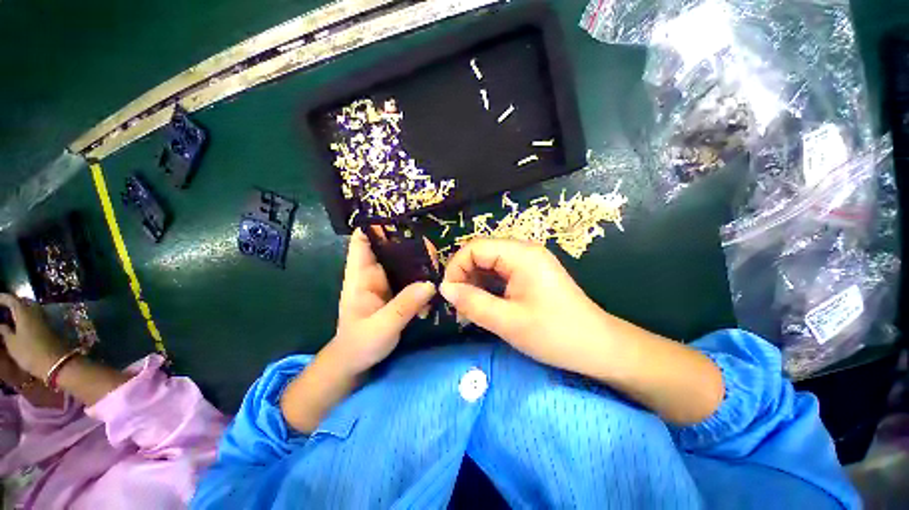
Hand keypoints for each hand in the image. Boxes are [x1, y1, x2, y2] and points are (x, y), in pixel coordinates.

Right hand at [0, 294, 68, 378]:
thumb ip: (5, 331)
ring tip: (11, 315)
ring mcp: (45, 319)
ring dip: (22, 309)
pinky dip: (28, 316)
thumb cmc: (30, 353)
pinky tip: (22, 323)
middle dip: (14, 302)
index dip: (3, 298)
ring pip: (32, 308)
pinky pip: (37, 316)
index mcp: (24, 312)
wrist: (56, 362)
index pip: (12, 300)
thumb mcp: (12, 343)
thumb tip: (1, 324)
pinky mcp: (50, 326)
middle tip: (4, 307)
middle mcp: (36, 312)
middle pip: (24, 302)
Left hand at [331, 229, 436, 373]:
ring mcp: (387, 282)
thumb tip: (431, 283)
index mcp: (361, 276)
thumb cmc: (360, 344)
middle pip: (389, 247)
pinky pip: (411, 276)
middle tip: (430, 243)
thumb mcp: (382, 326)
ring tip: (437, 257)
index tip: (399, 217)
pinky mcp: (397, 292)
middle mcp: (374, 273)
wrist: (357, 364)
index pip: (362, 240)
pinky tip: (435, 276)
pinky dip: (422, 274)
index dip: (375, 225)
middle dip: (408, 241)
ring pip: (403, 261)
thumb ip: (405, 305)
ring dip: (418, 258)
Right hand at [440, 239, 608, 373]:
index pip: (475, 247)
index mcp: (521, 255)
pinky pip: (501, 273)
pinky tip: (484, 304)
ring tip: (468, 307)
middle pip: (482, 253)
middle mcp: (524, 251)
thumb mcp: (507, 321)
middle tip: (458, 304)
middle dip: (465, 275)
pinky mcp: (531, 274)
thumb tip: (444, 288)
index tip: (449, 294)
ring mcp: (529, 262)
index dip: (456, 267)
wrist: (599, 348)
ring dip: (475, 282)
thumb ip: (472, 302)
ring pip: (490, 263)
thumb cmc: (555, 334)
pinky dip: (488, 286)